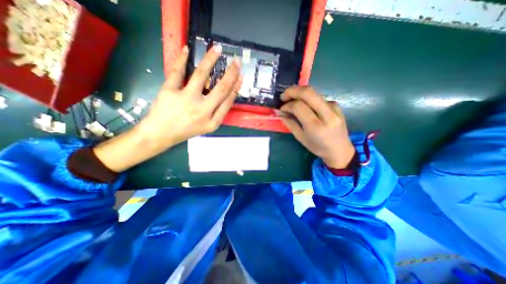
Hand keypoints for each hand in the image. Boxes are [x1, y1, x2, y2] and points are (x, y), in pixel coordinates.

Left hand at [138, 44, 241, 148]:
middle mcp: (202, 110)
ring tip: (217, 49)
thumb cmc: (187, 130)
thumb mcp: (207, 126)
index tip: (241, 77)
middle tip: (236, 61)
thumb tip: (228, 95)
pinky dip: (181, 59)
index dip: (236, 88)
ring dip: (210, 60)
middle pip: (220, 89)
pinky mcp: (169, 91)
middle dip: (231, 73)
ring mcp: (186, 99)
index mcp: (212, 121)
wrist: (161, 134)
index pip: (228, 101)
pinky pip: (177, 72)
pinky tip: (186, 49)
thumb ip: (218, 113)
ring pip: (201, 75)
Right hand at [279, 86, 352, 168]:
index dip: (287, 105)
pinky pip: (318, 97)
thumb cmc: (318, 147)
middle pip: (308, 92)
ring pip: (313, 92)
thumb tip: (280, 113)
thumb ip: (290, 123)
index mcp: (316, 126)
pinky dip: (308, 99)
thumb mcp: (301, 138)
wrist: (340, 150)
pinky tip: (304, 106)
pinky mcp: (336, 105)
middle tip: (283, 96)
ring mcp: (334, 107)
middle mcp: (327, 114)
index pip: (299, 106)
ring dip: (299, 93)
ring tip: (291, 99)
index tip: (281, 109)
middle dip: (292, 91)